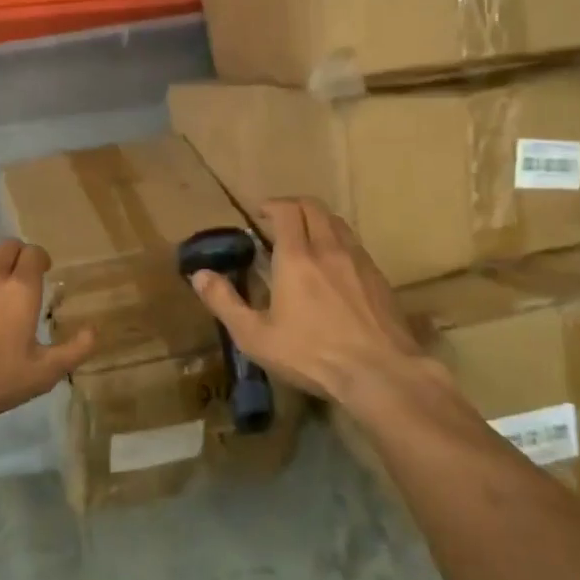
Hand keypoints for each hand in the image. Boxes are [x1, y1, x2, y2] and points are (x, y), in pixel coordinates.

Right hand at [189, 198, 449, 410]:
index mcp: (297, 257)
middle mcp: (329, 249)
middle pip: (315, 208)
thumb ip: (225, 302)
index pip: (287, 211)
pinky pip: (356, 246)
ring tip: (307, 239)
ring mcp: (359, 262)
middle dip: (295, 207)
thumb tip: (199, 275)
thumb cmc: (311, 355)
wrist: (380, 374)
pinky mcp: (380, 279)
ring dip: (319, 222)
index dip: (272, 205)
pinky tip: (334, 268)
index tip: (260, 213)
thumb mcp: (255, 336)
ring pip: (338, 223)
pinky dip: (339, 243)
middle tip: (280, 221)